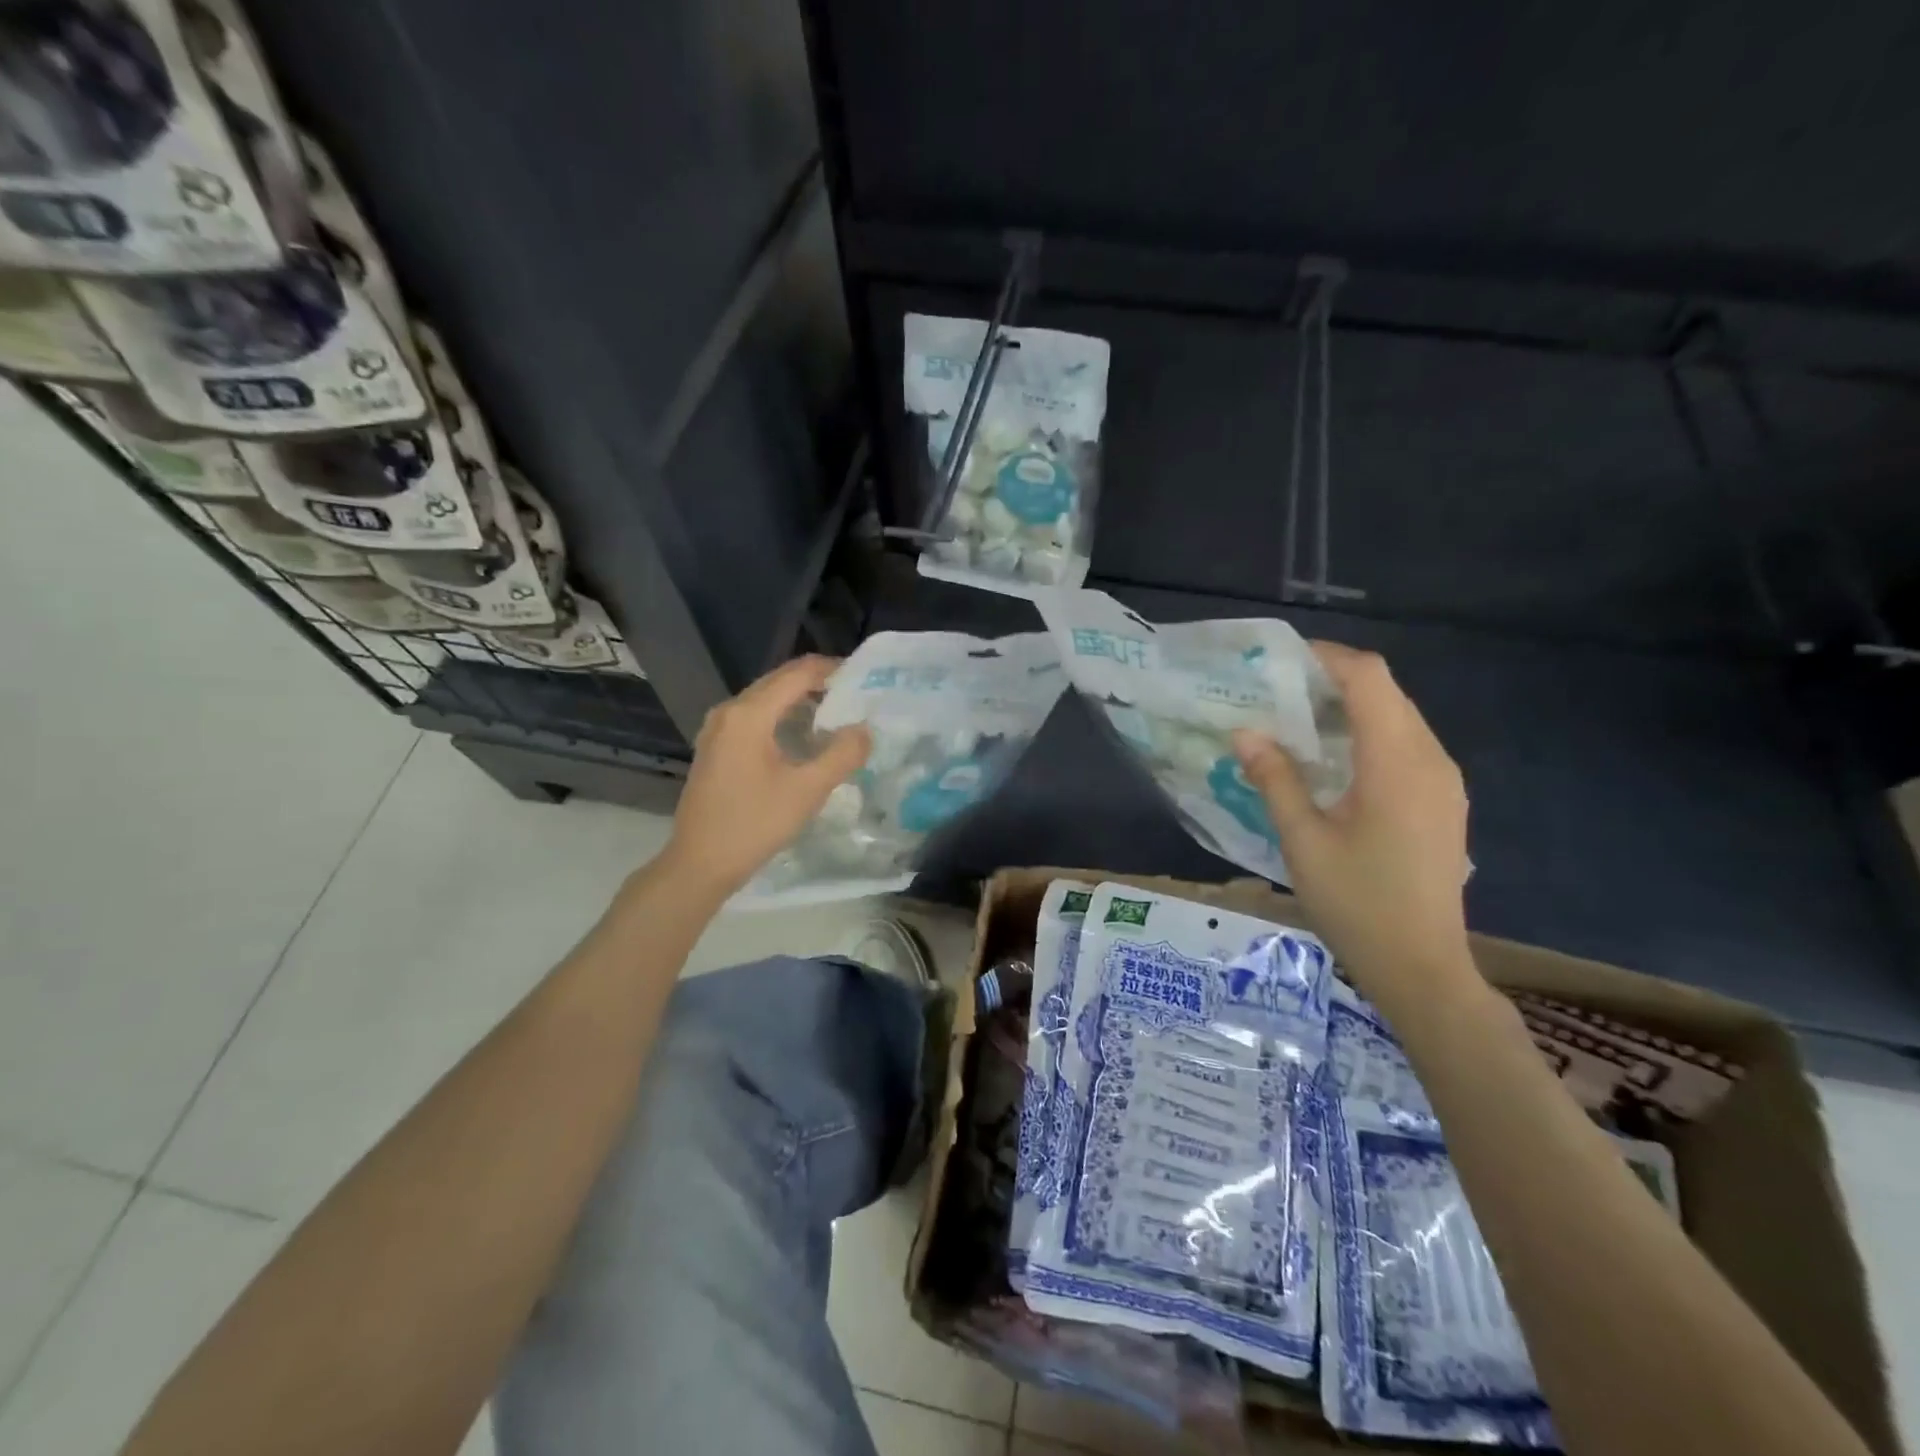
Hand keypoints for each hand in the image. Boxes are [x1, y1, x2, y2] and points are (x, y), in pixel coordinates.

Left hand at [663, 656, 871, 895]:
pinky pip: (755, 717)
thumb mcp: (807, 791)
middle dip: (818, 683)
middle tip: (856, 696)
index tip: (864, 679)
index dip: (832, 669)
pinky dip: (782, 717)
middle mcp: (729, 711)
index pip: (798, 673)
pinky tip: (803, 737)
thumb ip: (842, 755)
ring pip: (766, 699)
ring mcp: (718, 729)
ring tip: (837, 715)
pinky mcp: (716, 747)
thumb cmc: (754, 825)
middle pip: (780, 680)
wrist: (700, 864)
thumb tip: (864, 729)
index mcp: (749, 714)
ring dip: (801, 700)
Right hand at [1232, 643, 1477, 1014]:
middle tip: (1276, 692)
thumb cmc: (1357, 904)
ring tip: (1296, 722)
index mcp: (1397, 762)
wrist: (1422, 967)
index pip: (1369, 678)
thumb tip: (1245, 733)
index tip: (1279, 661)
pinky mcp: (1443, 801)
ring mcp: (1444, 781)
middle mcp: (1431, 760)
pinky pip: (1406, 744)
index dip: (1327, 658)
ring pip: (1398, 717)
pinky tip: (1332, 761)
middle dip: (1332, 680)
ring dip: (1350, 708)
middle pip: (1386, 692)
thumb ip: (1275, 780)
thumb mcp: (1302, 841)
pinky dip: (1367, 735)